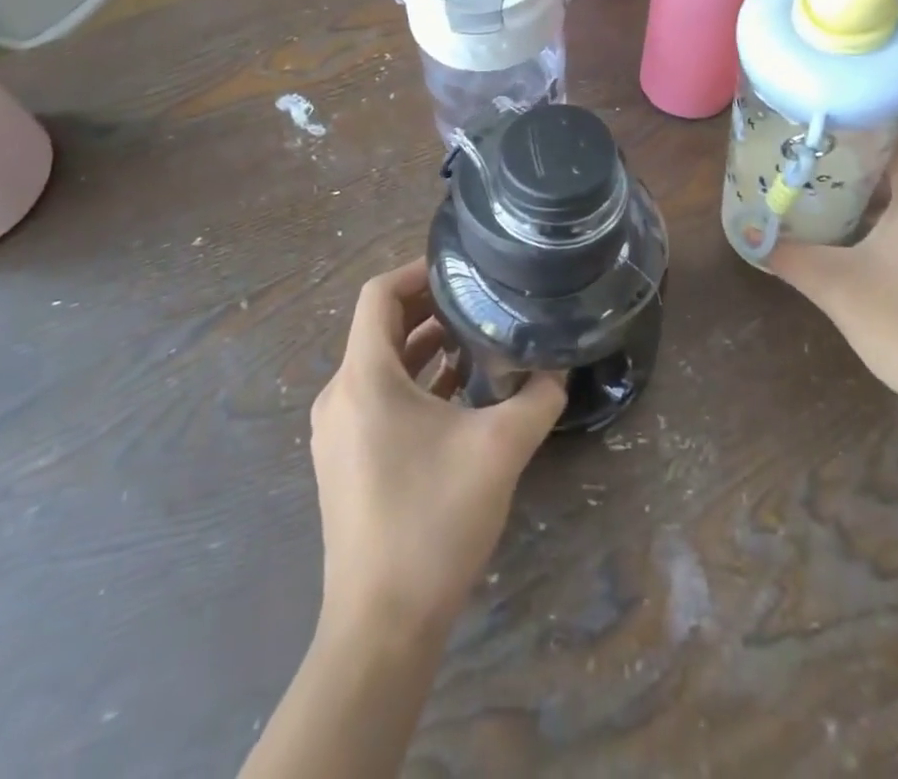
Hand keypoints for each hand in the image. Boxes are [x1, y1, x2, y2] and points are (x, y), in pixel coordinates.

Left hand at [310, 261, 565, 641]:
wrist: (380, 628)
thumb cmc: (432, 521)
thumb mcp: (498, 449)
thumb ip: (537, 398)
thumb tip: (559, 365)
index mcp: (363, 377)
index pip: (378, 295)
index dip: (417, 271)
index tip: (461, 269)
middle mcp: (340, 395)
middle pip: (379, 327)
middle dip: (427, 308)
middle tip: (478, 300)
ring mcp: (338, 432)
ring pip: (379, 364)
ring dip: (422, 346)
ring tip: (473, 341)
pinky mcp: (345, 461)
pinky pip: (377, 398)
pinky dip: (412, 382)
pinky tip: (454, 394)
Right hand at [766, 135, 897, 417]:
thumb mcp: (835, 286)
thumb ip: (788, 255)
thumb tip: (750, 236)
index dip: (857, 126)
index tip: (816, 130)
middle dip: (856, 161)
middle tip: (808, 162)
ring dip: (873, 193)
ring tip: (823, 194)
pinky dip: (891, 220)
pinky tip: (857, 240)